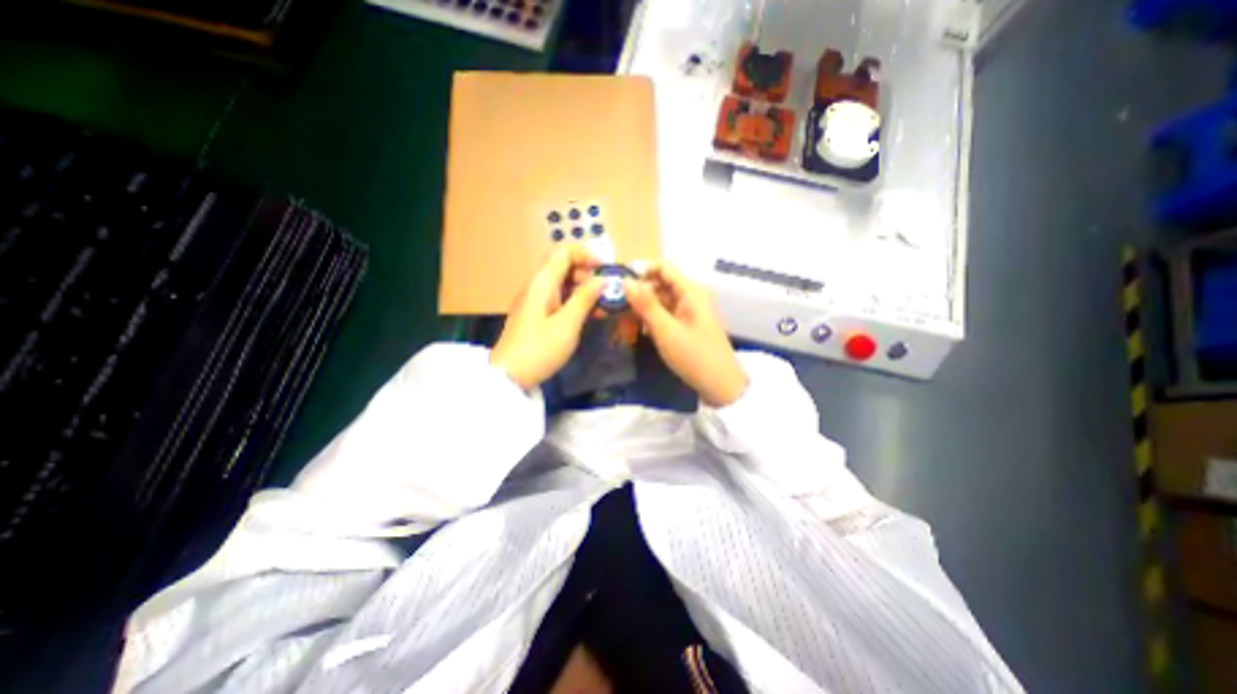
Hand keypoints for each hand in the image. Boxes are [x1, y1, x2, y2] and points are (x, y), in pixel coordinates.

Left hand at [494, 245, 606, 389]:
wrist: (510, 376)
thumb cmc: (539, 348)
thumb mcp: (567, 324)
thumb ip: (585, 298)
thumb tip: (601, 279)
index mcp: (542, 282)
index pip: (564, 251)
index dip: (587, 255)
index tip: (606, 271)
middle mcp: (538, 285)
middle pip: (565, 266)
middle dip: (589, 274)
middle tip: (607, 293)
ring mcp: (537, 300)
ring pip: (564, 284)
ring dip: (585, 290)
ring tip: (604, 306)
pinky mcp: (538, 314)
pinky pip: (560, 299)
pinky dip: (576, 302)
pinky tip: (591, 315)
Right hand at [624, 262, 746, 406]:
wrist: (721, 386)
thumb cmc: (694, 356)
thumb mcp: (666, 331)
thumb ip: (645, 305)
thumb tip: (625, 281)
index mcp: (690, 291)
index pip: (663, 267)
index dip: (641, 271)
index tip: (618, 284)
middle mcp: (691, 296)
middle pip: (660, 284)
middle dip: (638, 293)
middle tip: (616, 307)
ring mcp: (689, 311)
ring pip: (661, 300)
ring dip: (642, 308)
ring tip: (622, 322)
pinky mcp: (686, 325)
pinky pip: (665, 314)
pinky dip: (651, 319)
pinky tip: (638, 331)